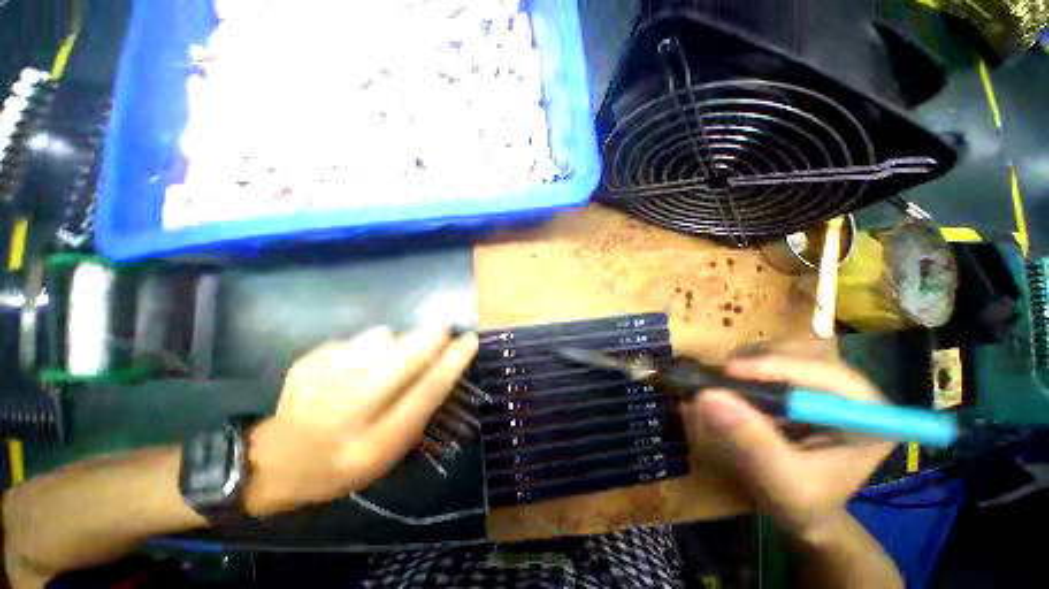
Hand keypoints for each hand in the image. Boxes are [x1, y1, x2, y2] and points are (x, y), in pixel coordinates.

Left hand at [243, 326, 478, 515]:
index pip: (425, 394)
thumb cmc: (342, 465)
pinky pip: (356, 339)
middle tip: (442, 330)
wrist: (275, 462)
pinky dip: (367, 346)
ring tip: (389, 357)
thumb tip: (440, 365)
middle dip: (430, 338)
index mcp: (373, 444)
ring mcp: (322, 383)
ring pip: (380, 339)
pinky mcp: (308, 362)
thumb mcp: (387, 454)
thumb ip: (417, 412)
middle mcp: (348, 412)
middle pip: (404, 358)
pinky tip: (355, 364)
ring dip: (397, 342)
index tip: (470, 340)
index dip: (452, 363)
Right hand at [690, 350, 894, 540]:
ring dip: (752, 359)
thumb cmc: (801, 503)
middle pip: (809, 354)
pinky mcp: (802, 382)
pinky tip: (736, 382)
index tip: (732, 371)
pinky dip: (748, 363)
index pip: (831, 377)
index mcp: (870, 418)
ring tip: (727, 380)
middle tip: (725, 376)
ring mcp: (826, 384)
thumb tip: (708, 396)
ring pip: (788, 350)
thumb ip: (752, 441)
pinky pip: (774, 357)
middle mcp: (852, 392)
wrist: (800, 507)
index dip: (781, 367)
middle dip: (763, 360)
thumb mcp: (779, 481)